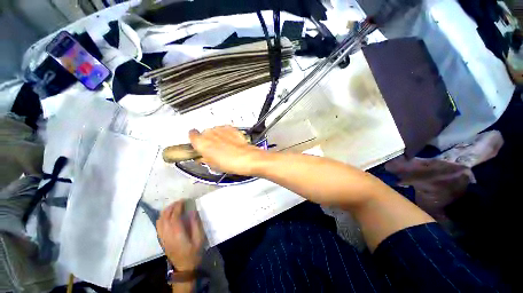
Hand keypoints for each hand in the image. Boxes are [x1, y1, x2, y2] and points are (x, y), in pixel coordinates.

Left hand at [156, 201, 203, 270]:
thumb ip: (196, 224)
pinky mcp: (161, 240)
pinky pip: (158, 226)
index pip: (174, 216)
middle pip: (165, 217)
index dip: (178, 206)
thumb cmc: (194, 252)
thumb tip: (192, 211)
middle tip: (179, 201)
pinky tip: (167, 215)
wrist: (184, 267)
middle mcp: (167, 234)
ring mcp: (162, 238)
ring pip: (159, 221)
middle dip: (171, 207)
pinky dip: (161, 218)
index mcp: (177, 234)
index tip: (183, 200)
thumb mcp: (199, 238)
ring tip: (173, 206)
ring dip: (165, 212)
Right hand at [189, 125, 264, 175]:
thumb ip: (204, 158)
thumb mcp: (212, 165)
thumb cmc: (229, 163)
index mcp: (201, 142)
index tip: (198, 143)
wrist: (245, 157)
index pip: (191, 135)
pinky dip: (227, 134)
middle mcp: (209, 133)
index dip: (195, 139)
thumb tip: (203, 157)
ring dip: (218, 136)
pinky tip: (231, 142)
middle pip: (205, 133)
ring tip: (225, 146)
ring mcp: (220, 129)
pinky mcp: (230, 128)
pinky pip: (225, 130)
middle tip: (214, 149)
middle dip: (208, 139)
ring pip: (215, 131)